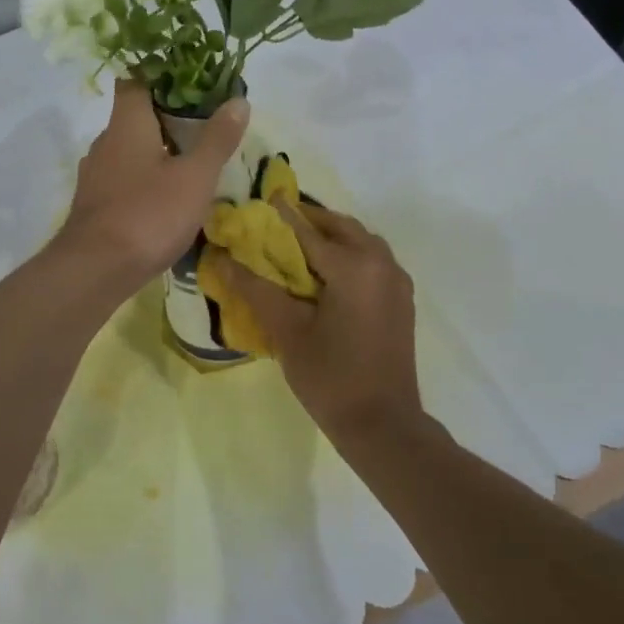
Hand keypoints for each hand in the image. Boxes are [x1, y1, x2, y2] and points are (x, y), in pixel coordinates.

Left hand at [57, 78, 249, 291]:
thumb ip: (217, 139)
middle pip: (134, 115)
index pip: (135, 79)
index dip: (161, 73)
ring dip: (156, 150)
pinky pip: (123, 178)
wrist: (95, 270)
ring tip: (190, 161)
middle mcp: (105, 142)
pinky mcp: (94, 204)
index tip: (191, 80)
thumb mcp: (195, 177)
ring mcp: (95, 175)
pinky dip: (144, 178)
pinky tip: (165, 197)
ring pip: (128, 149)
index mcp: (127, 124)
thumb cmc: (148, 214)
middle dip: (166, 116)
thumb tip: (239, 100)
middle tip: (204, 123)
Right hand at [212, 202, 420, 437]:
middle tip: (279, 224)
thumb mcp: (287, 331)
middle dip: (311, 221)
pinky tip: (328, 275)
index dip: (282, 216)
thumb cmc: (331, 376)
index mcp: (354, 266)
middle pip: (342, 228)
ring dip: (333, 237)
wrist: (383, 424)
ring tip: (300, 247)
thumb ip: (255, 288)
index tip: (262, 199)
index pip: (309, 230)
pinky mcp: (402, 301)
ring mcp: (397, 282)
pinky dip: (351, 255)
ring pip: (362, 243)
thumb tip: (221, 258)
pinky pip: (374, 262)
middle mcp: (382, 264)